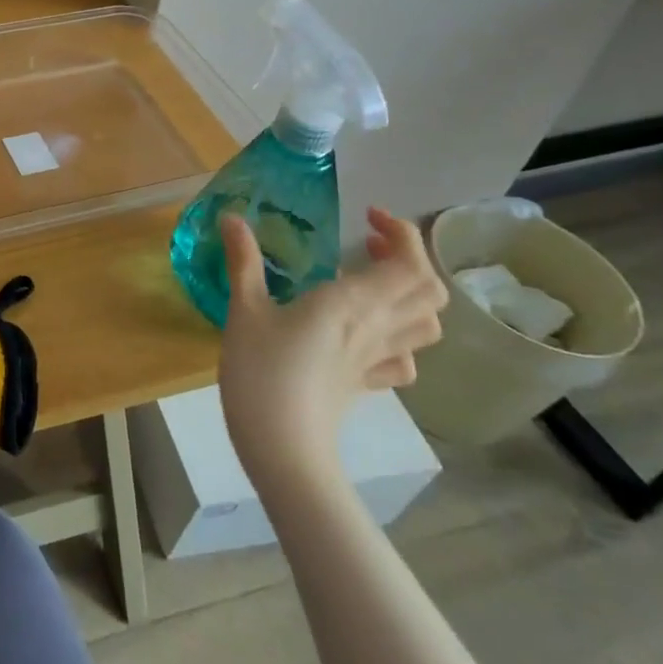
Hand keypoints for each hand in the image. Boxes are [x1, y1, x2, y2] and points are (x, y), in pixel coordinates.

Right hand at [217, 207, 446, 485]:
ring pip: (427, 324)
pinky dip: (398, 337)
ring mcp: (378, 360)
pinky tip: (366, 334)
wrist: (282, 446)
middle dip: (409, 258)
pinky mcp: (368, 383)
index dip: (402, 233)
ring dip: (410, 295)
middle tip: (367, 244)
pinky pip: (404, 357)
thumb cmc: (262, 371)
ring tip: (370, 282)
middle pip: (430, 290)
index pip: (410, 263)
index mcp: (352, 303)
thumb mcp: (244, 310)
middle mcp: (377, 327)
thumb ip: (243, 261)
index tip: (366, 217)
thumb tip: (232, 218)